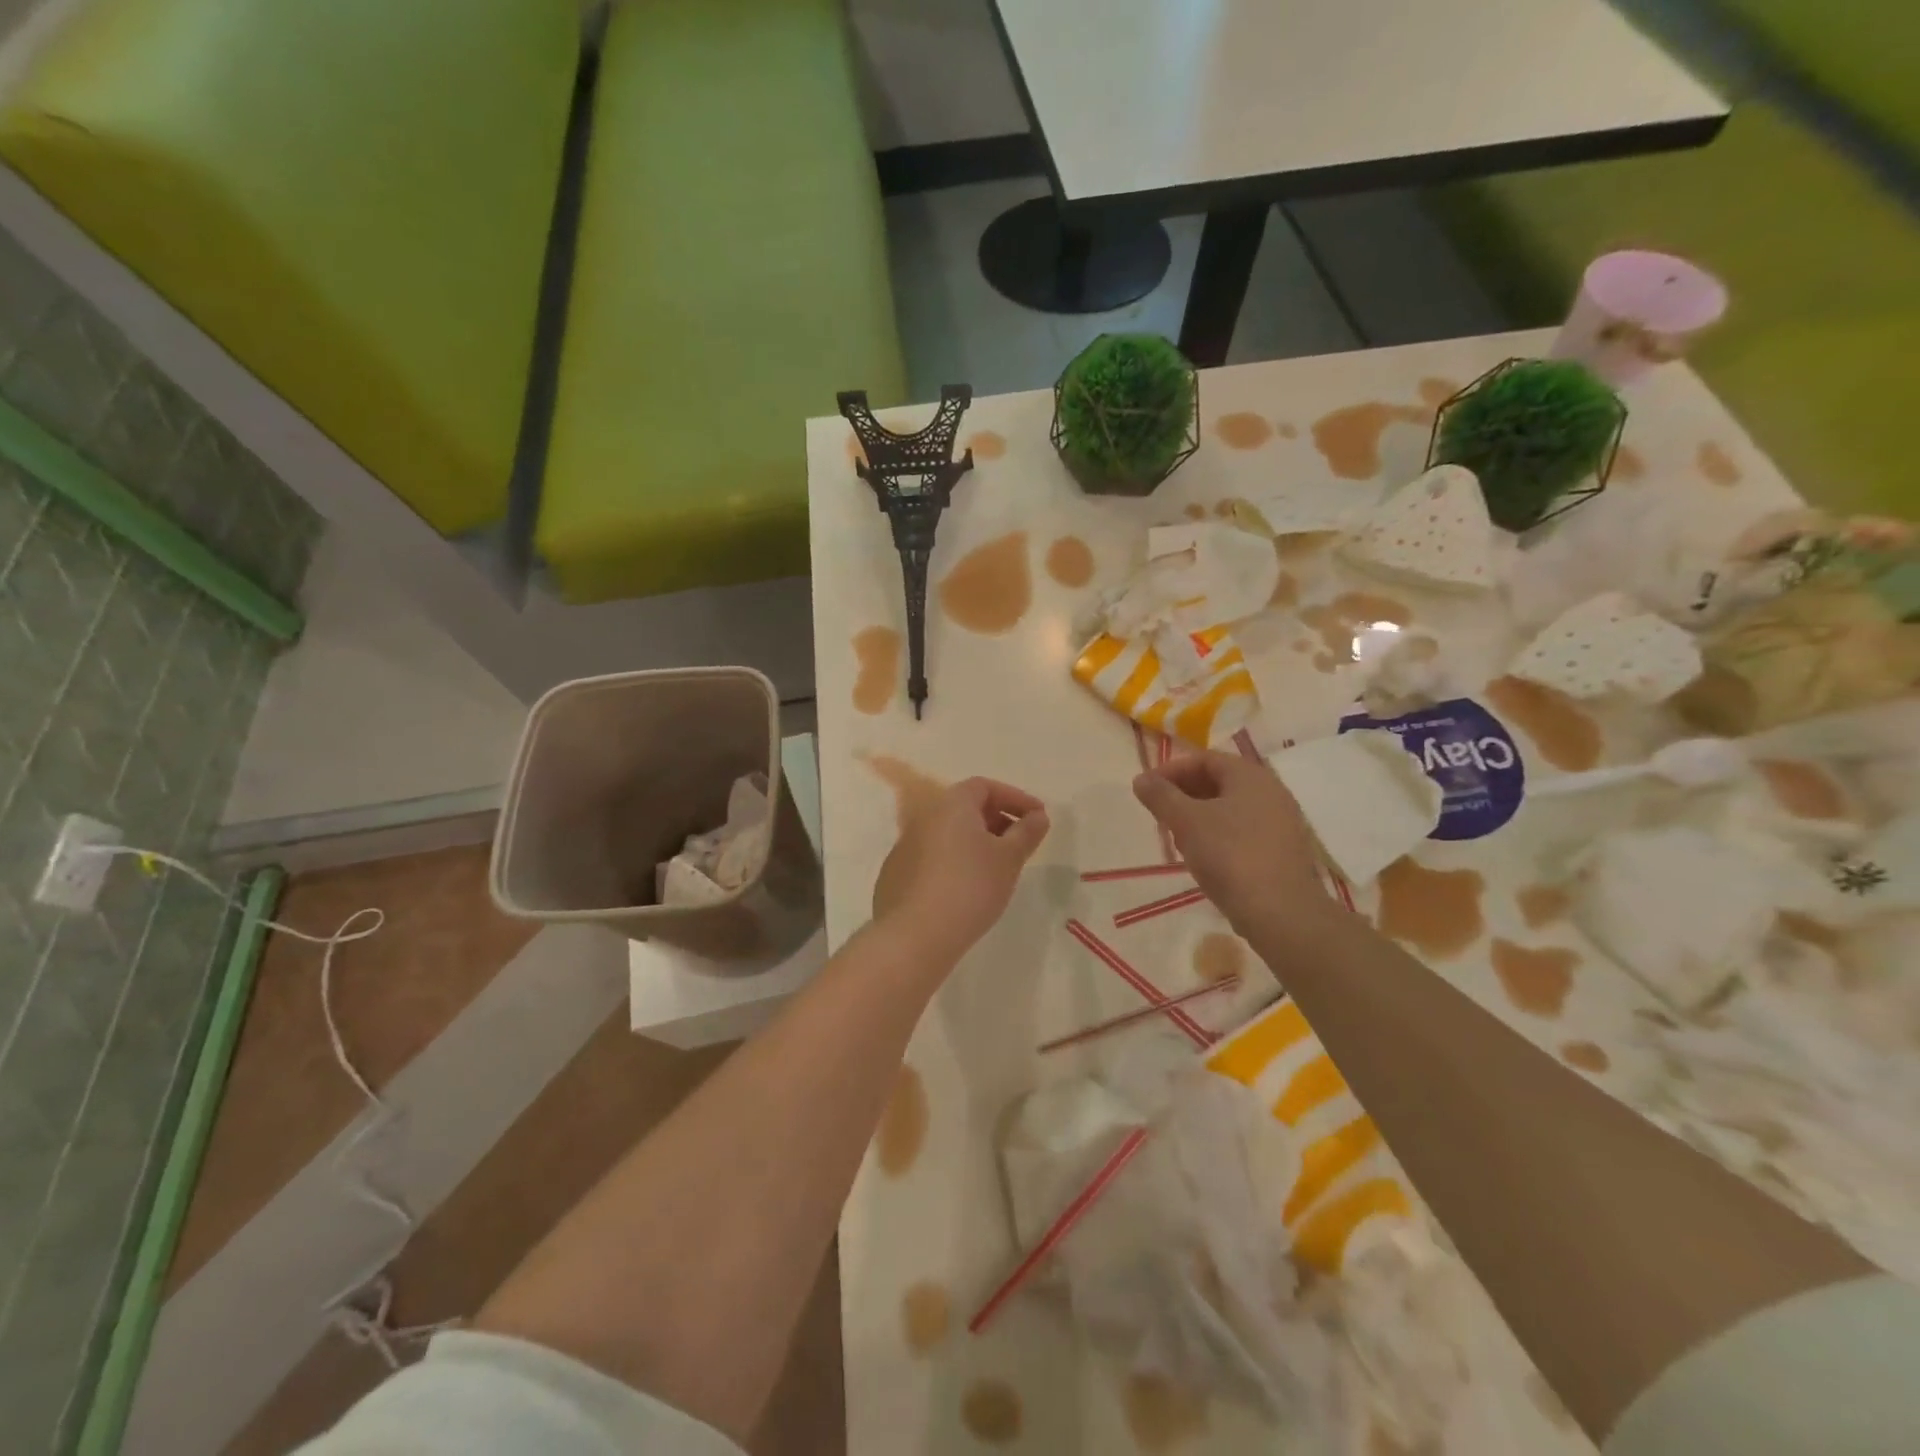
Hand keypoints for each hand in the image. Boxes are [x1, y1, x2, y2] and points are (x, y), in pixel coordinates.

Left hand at [872, 777, 1049, 962]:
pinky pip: (933, 858)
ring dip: (976, 843)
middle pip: (965, 808)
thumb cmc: (970, 887)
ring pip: (949, 835)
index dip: (1014, 798)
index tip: (1037, 817)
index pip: (985, 786)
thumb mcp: (1009, 859)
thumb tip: (1038, 816)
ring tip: (998, 869)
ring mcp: (905, 846)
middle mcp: (924, 817)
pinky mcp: (897, 874)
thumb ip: (1026, 832)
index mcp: (951, 805)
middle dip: (997, 820)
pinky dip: (955, 863)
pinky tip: (967, 889)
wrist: (915, 935)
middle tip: (1020, 843)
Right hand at [1133, 752, 1326, 934]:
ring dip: (1199, 816)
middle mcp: (1270, 792)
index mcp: (1250, 776)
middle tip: (1159, 813)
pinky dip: (1218, 835)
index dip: (1171, 770)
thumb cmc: (1230, 856)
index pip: (1204, 759)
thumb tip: (1141, 779)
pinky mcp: (1282, 851)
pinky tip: (1203, 858)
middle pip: (1219, 781)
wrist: (1281, 912)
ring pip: (1230, 808)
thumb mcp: (1186, 822)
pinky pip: (1243, 831)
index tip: (1146, 790)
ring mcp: (1280, 822)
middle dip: (1184, 793)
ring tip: (1176, 838)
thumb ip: (1161, 796)